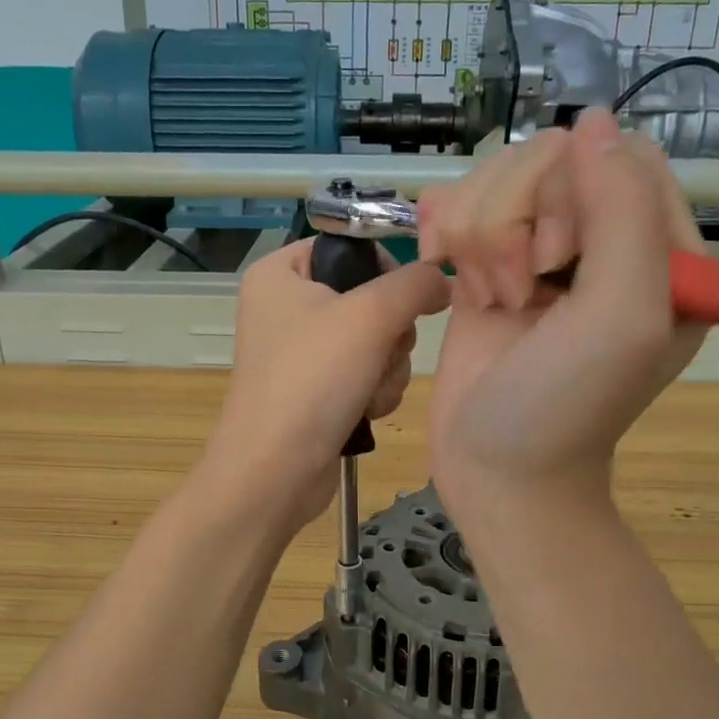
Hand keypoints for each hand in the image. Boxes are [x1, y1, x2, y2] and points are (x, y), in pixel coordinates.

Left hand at [202, 238, 450, 529]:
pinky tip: (364, 411)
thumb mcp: (370, 316)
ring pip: (376, 341)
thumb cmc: (312, 380)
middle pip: (370, 298)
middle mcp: (286, 306)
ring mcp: (301, 351)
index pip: (349, 247)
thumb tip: (443, 278)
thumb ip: (415, 284)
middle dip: (388, 335)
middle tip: (378, 355)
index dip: (384, 270)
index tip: (401, 300)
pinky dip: (374, 392)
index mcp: (280, 273)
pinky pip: (365, 373)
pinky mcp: (315, 389)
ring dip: (386, 369)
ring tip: (367, 392)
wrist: (275, 472)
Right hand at [418, 109, 707, 513]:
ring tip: (489, 300)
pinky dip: (446, 235)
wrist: (497, 469)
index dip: (570, 193)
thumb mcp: (621, 314)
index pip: (617, 157)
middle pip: (549, 159)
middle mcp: (603, 240)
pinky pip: (462, 204)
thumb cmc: (566, 405)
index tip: (552, 262)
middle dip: (515, 220)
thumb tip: (592, 121)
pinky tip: (451, 276)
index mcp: (661, 248)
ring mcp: (540, 249)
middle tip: (517, 291)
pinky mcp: (489, 264)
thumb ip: (622, 210)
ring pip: (498, 178)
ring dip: (479, 237)